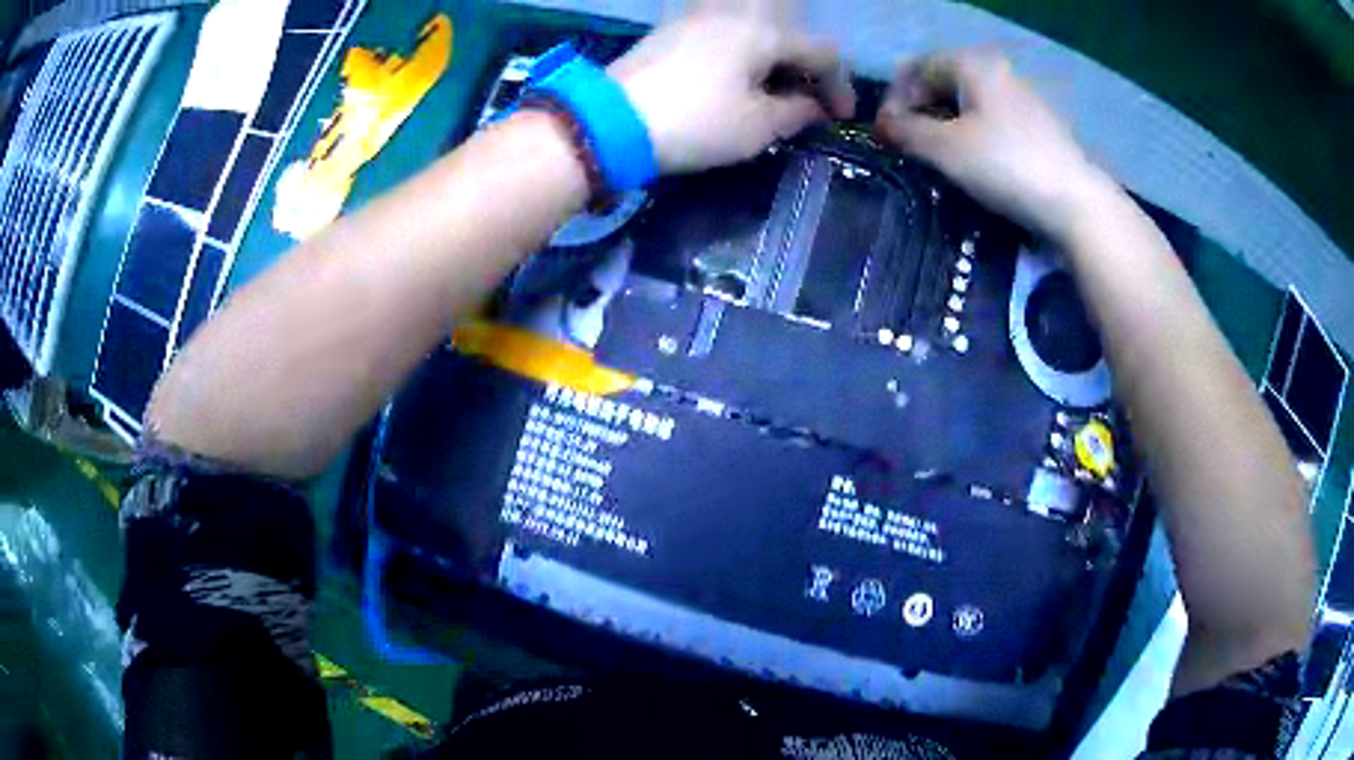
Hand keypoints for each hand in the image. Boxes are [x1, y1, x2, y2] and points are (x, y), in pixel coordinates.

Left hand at [609, 14, 855, 174]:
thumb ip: (796, 112)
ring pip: (755, 28)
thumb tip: (812, 106)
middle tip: (805, 99)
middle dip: (806, 65)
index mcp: (764, 32)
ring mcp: (699, 17)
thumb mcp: (758, 127)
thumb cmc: (695, 122)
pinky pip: (725, 32)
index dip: (838, 86)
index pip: (822, 52)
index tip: (840, 118)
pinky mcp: (672, 30)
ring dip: (774, 57)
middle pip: (789, 32)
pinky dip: (744, 52)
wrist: (612, 121)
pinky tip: (737, 79)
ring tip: (771, 91)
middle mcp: (735, 13)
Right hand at [875, 51, 1114, 242]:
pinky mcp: (1039, 127)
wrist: (1075, 203)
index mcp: (973, 64)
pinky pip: (992, 121)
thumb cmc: (1005, 166)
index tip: (885, 134)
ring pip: (969, 104)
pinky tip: (974, 164)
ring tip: (937, 159)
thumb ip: (906, 131)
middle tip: (908, 146)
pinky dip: (972, 136)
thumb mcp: (945, 148)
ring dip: (944, 125)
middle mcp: (998, 72)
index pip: (917, 68)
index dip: (894, 98)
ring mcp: (1023, 99)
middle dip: (919, 111)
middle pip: (943, 82)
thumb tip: (882, 126)